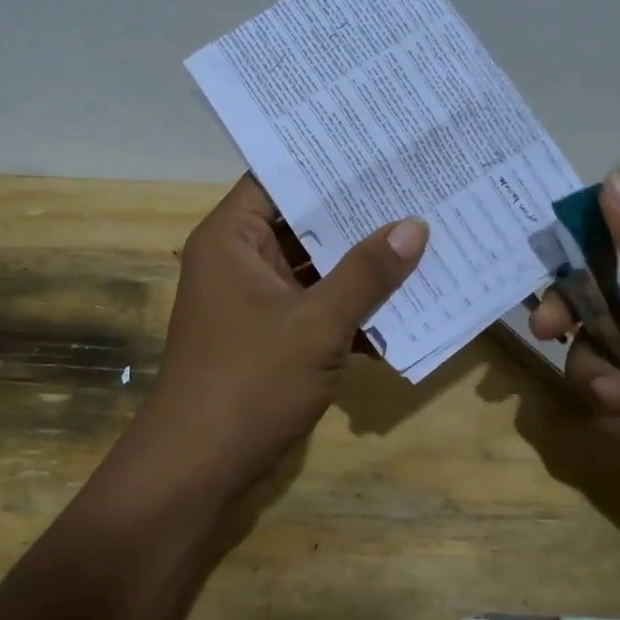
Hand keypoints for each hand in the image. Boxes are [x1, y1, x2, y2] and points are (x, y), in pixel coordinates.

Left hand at [131, 175, 427, 515]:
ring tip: (422, 236)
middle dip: (357, 214)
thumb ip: (366, 273)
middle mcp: (239, 260)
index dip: (327, 162)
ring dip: (360, 264)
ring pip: (314, 268)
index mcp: (232, 238)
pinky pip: (316, 306)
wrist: (197, 470)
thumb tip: (414, 226)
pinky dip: (351, 307)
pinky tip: (405, 303)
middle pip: (302, 222)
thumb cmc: (249, 382)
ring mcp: (255, 301)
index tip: (380, 148)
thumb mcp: (316, 323)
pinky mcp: (270, 337)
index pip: (279, 178)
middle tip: (416, 187)